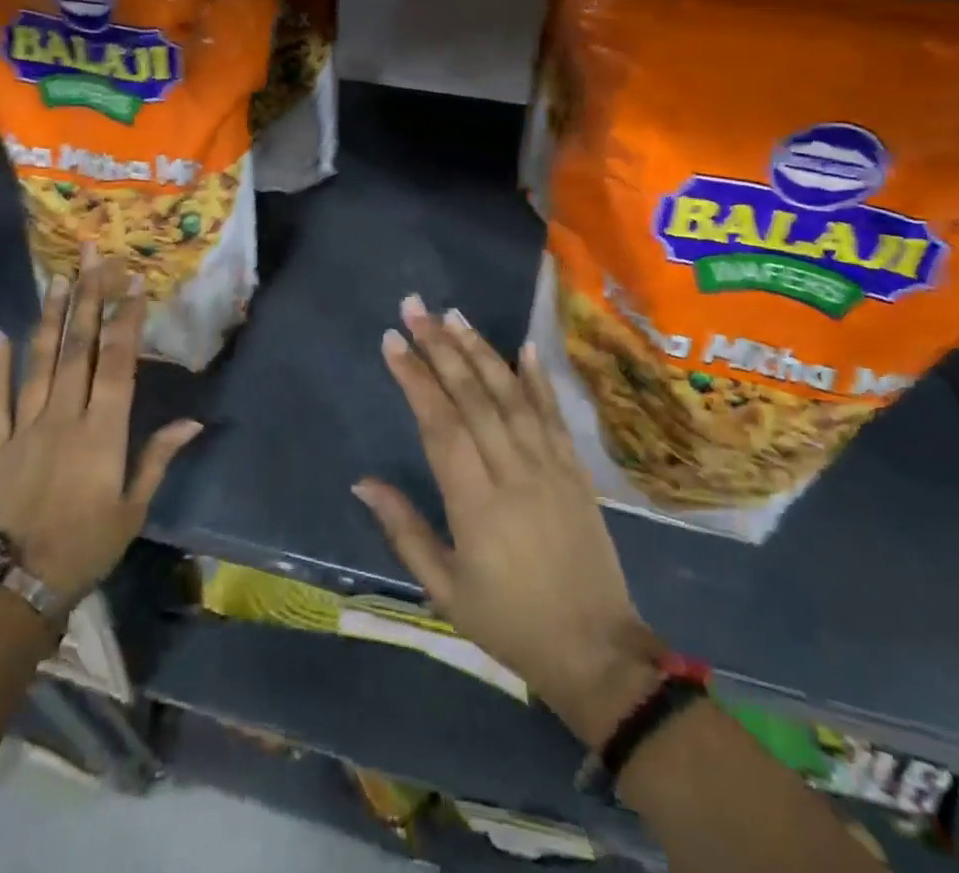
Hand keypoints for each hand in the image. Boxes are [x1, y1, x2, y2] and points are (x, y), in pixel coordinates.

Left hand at [0, 257, 202, 602]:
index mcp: (102, 432)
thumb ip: (158, 458)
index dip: (125, 319)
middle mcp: (64, 417)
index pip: (117, 362)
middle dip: (89, 299)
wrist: (11, 590)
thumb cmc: (83, 549)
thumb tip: (193, 421)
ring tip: (58, 278)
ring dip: (50, 317)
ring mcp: (24, 427)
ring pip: (40, 362)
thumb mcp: (132, 509)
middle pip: (78, 348)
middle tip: (94, 258)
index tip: (133, 282)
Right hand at [353, 295, 664, 746]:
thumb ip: (404, 530)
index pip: (439, 424)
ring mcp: (551, 466)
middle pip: (472, 396)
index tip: (392, 341)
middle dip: (439, 347)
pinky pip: (554, 414)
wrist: (596, 650)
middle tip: (415, 308)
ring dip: (481, 350)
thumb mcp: (445, 589)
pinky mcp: (576, 469)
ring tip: (454, 315)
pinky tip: (523, 345)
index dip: (414, 378)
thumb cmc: (509, 622)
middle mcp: (513, 471)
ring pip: (511, 394)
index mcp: (476, 503)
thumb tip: (362, 482)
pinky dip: (538, 378)